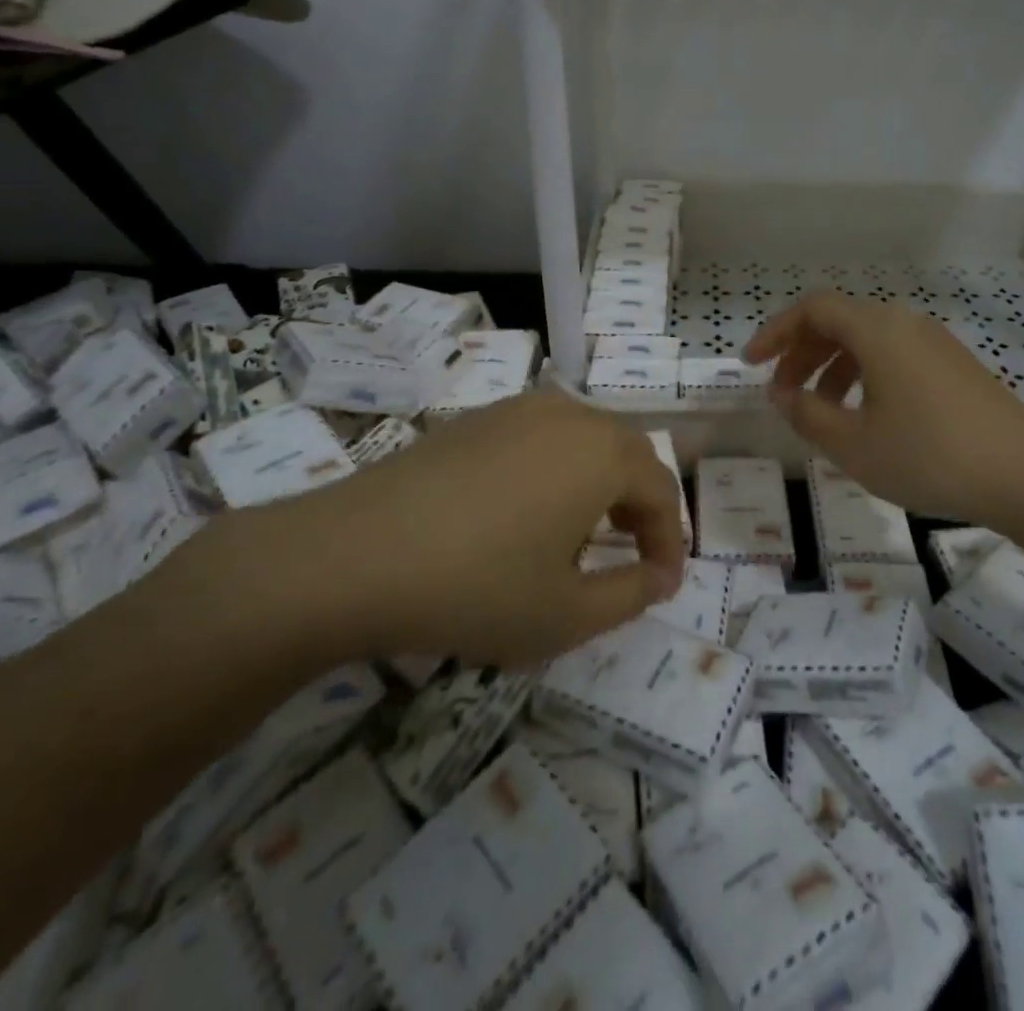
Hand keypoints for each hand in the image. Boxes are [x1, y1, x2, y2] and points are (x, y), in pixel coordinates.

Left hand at [187, 392, 687, 669]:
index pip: (661, 490)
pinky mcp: (475, 419)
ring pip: (584, 438)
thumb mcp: (567, 614)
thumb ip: (630, 595)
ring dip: (600, 481)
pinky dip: (556, 468)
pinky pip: (540, 436)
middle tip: (631, 554)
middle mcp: (569, 415)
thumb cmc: (476, 587)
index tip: (661, 584)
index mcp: (603, 454)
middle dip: (639, 504)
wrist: (354, 554)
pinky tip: (525, 510)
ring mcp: (517, 410)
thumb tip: (659, 576)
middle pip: (627, 453)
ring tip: (583, 531)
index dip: (669, 541)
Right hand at [743, 291, 1023, 524]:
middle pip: (839, 321)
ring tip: (818, 409)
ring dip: (832, 367)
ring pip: (866, 340)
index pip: (812, 309)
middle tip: (780, 390)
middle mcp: (904, 323)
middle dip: (801, 352)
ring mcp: (934, 343)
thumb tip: (780, 393)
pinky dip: (864, 375)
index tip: (751, 364)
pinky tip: (864, 415)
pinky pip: (893, 355)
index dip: (775, 332)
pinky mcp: (953, 365)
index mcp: (876, 330)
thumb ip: (806, 414)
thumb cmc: (929, 455)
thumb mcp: (853, 444)